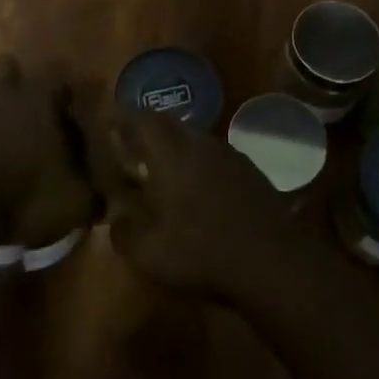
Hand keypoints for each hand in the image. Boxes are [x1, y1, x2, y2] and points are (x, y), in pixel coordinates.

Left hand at [0, 56, 96, 247]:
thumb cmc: (21, 200)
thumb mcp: (73, 205)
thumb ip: (91, 195)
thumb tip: (104, 201)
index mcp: (39, 99)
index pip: (57, 78)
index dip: (58, 94)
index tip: (60, 113)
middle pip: (7, 67)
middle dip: (12, 86)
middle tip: (15, 119)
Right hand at [94, 106, 304, 299]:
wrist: (270, 260)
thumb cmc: (201, 252)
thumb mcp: (148, 252)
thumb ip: (123, 230)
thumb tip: (115, 217)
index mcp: (172, 153)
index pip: (143, 119)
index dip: (123, 119)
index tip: (109, 125)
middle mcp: (201, 143)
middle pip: (169, 125)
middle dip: (147, 133)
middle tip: (131, 150)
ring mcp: (230, 154)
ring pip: (194, 139)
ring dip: (174, 149)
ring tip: (160, 172)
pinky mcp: (249, 170)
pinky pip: (214, 156)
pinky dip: (198, 164)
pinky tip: (196, 190)